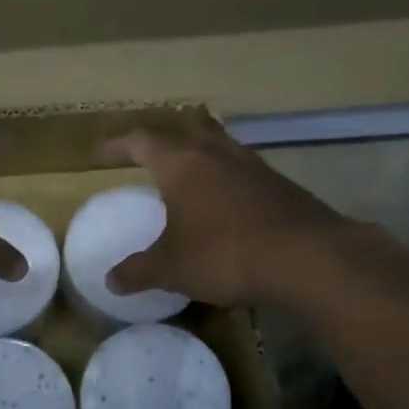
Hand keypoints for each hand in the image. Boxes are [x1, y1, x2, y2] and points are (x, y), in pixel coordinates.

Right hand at [102, 114, 359, 305]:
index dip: (118, 144)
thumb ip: (139, 271)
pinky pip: (240, 167)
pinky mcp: (278, 183)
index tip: (101, 153)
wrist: (307, 257)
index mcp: (182, 164)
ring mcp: (252, 164)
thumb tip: (111, 281)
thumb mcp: (171, 268)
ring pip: (217, 143)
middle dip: (162, 137)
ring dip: (197, 150)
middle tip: (146, 153)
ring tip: (185, 171)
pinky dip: (223, 175)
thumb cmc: (225, 254)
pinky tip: (222, 200)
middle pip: (184, 128)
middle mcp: (216, 153)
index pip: (141, 140)